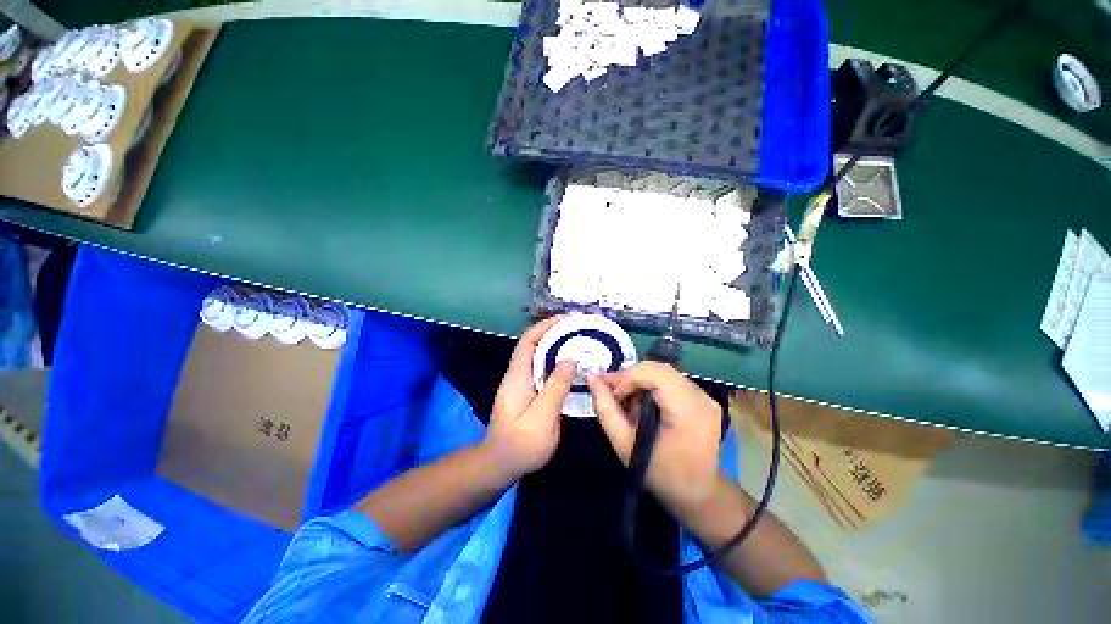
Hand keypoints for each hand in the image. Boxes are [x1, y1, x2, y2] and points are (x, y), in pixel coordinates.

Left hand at [483, 317, 575, 479]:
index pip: (529, 340)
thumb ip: (556, 385)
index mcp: (518, 375)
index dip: (545, 326)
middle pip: (534, 346)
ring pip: (539, 358)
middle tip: (578, 330)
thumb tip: (570, 358)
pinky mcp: (527, 394)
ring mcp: (521, 385)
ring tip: (578, 344)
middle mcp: (518, 375)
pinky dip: (556, 364)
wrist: (501, 464)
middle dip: (554, 334)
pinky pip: (542, 371)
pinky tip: (571, 368)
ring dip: (556, 348)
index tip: (565, 319)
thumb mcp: (543, 415)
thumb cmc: (521, 442)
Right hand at [587, 362, 722, 513]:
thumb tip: (591, 377)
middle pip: (660, 369)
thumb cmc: (660, 475)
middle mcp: (701, 398)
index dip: (627, 376)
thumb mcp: (624, 445)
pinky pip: (671, 380)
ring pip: (664, 372)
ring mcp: (706, 397)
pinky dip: (651, 385)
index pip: (654, 374)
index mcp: (688, 410)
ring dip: (640, 380)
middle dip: (631, 376)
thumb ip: (605, 408)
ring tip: (627, 399)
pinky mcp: (703, 399)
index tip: (609, 391)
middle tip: (614, 393)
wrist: (699, 496)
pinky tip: (642, 402)